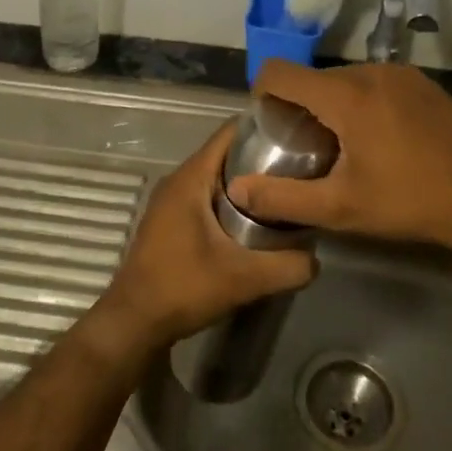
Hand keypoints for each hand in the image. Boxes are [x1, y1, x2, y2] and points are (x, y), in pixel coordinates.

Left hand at [93, 121, 315, 351]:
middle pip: (227, 154)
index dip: (264, 128)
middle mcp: (179, 180)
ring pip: (217, 177)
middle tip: (301, 169)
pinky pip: (207, 196)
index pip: (230, 132)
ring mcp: (171, 201)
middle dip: (263, 158)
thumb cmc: (183, 288)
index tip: (299, 136)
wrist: (134, 322)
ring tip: (286, 193)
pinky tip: (256, 220)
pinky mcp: (171, 221)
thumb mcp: (245, 278)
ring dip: (248, 182)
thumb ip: (288, 266)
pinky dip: (232, 200)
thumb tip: (317, 258)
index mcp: (191, 177)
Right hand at [227, 60, 451, 249]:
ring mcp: (401, 75)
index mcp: (346, 96)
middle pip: (313, 78)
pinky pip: (374, 83)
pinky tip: (377, 140)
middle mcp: (371, 72)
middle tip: (305, 148)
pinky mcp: (423, 84)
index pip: (280, 72)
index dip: (261, 93)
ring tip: (341, 147)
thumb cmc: (410, 201)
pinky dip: (361, 103)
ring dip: (332, 105)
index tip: (266, 125)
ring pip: (345, 80)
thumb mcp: (341, 208)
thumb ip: (283, 197)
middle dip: (300, 106)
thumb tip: (237, 189)